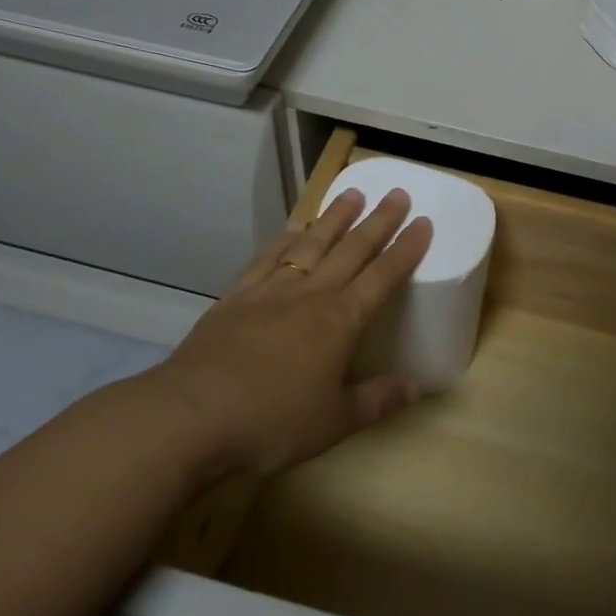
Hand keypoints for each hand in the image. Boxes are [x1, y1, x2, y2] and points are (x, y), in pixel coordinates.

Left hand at [153, 188, 432, 475]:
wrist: (192, 415)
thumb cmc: (272, 421)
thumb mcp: (335, 422)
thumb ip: (378, 400)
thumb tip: (418, 386)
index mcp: (340, 321)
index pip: (383, 276)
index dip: (406, 249)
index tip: (424, 222)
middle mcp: (310, 295)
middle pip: (351, 249)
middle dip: (378, 221)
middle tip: (398, 193)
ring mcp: (270, 292)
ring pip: (310, 245)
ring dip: (334, 218)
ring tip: (352, 194)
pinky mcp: (236, 297)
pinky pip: (266, 259)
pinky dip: (283, 240)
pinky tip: (292, 229)